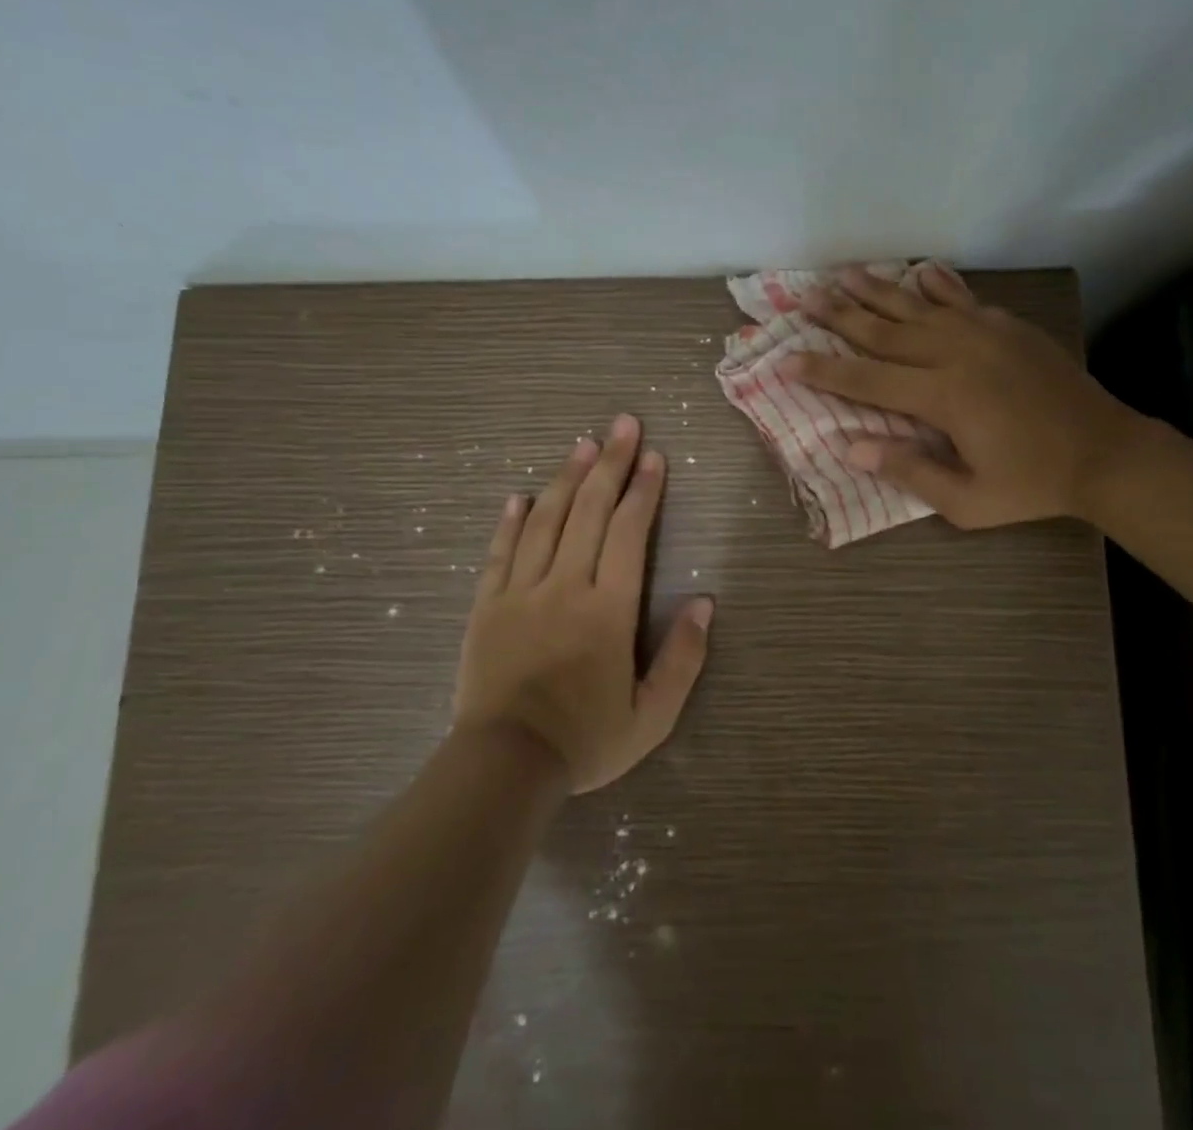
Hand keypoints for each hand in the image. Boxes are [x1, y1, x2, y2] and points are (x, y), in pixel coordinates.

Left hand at [452, 414, 711, 792]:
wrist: (505, 767)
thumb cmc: (585, 740)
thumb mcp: (651, 715)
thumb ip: (683, 658)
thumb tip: (705, 603)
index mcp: (608, 610)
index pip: (628, 533)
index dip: (644, 490)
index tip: (655, 457)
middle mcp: (565, 587)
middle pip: (588, 511)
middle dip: (611, 463)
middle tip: (624, 424)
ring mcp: (521, 592)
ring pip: (545, 520)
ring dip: (566, 478)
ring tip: (583, 444)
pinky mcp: (487, 606)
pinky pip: (500, 552)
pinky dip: (511, 520)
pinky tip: (519, 495)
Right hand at [783, 266, 1142, 529]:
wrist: (1105, 452)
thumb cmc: (1033, 484)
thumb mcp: (967, 501)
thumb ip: (909, 471)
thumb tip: (851, 447)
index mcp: (942, 397)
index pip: (867, 380)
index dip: (823, 370)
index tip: (785, 359)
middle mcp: (956, 354)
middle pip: (885, 331)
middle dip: (840, 315)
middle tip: (804, 298)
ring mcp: (984, 333)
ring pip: (918, 306)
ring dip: (877, 290)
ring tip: (843, 273)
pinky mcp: (1008, 327)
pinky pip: (962, 299)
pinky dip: (937, 284)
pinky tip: (918, 271)